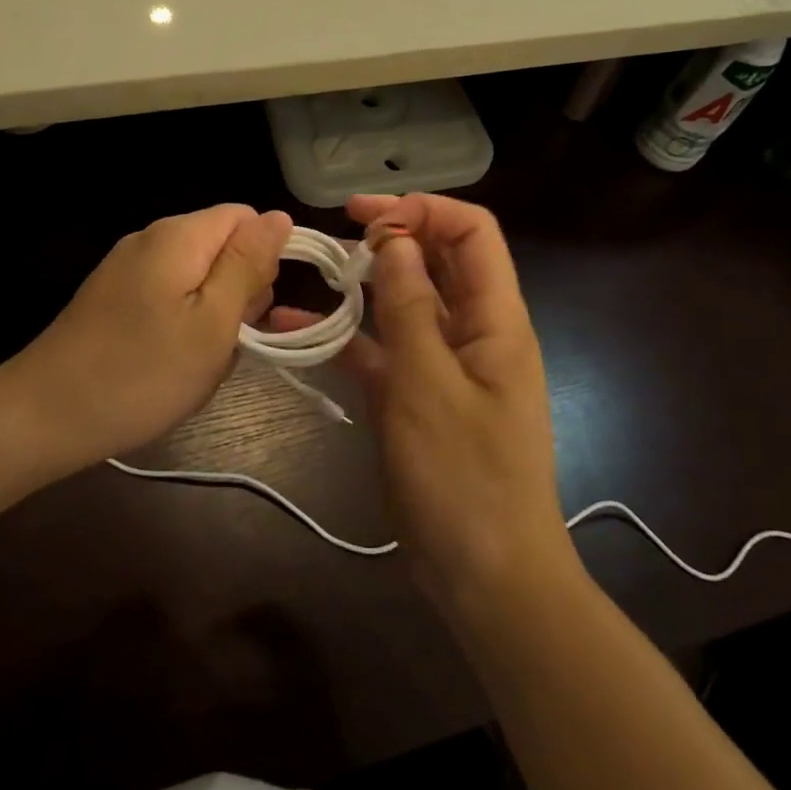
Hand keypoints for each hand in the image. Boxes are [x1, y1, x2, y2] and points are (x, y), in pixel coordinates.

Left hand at [2, 204, 291, 476]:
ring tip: (195, 362)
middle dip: (237, 292)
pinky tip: (168, 364)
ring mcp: (126, 268)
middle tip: (222, 343)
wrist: (42, 417)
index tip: (251, 310)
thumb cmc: (141, 374)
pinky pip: (167, 297)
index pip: (245, 218)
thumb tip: (278, 216)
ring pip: (196, 277)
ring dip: (210, 316)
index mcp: (179, 236)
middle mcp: (150, 239)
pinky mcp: (111, 297)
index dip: (262, 260)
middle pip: (220, 246)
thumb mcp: (213, 322)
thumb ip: (248, 264)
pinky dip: (180, 326)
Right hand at [269, 194, 574, 613]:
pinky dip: (347, 337)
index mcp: (496, 318)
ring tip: (315, 271)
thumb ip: (410, 306)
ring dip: (365, 284)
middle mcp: (474, 331)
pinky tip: (294, 329)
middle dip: (392, 237)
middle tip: (337, 232)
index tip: (366, 218)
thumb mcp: (428, 384)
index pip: (472, 232)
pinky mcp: (417, 397)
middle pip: (439, 260)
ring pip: (406, 303)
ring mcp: (444, 365)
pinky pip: (382, 351)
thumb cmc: (464, 478)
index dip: (423, 211)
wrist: (486, 579)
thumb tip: (395, 238)